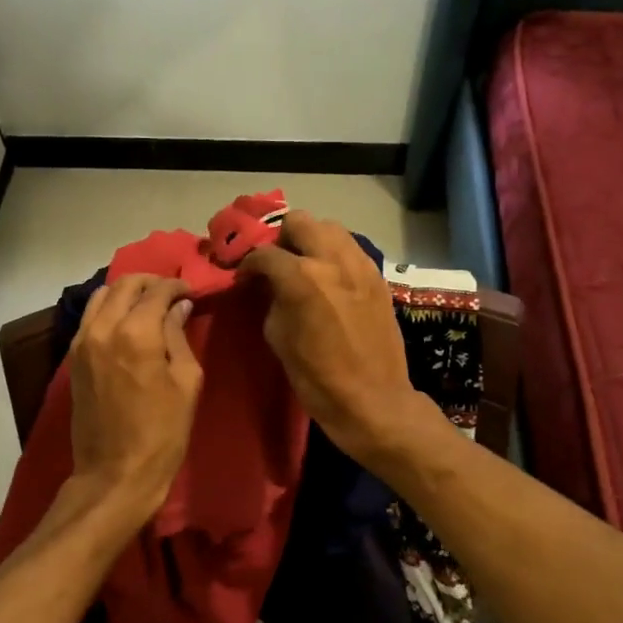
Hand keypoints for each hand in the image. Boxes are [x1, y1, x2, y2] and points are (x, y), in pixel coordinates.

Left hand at [66, 274, 202, 520]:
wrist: (115, 473)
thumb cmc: (162, 432)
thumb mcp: (186, 382)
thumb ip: (179, 337)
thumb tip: (179, 308)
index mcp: (136, 333)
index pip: (157, 291)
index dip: (177, 286)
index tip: (191, 292)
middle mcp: (103, 328)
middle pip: (124, 284)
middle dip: (150, 282)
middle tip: (171, 294)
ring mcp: (82, 342)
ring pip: (101, 296)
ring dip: (126, 292)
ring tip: (148, 305)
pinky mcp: (73, 358)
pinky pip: (90, 317)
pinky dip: (109, 309)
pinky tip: (127, 323)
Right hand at [239, 212, 443, 467]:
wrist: (373, 400)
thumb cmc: (317, 378)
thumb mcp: (279, 338)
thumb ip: (272, 300)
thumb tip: (270, 285)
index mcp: (302, 277)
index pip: (265, 254)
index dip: (249, 264)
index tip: (244, 277)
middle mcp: (332, 260)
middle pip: (300, 221)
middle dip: (282, 238)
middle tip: (277, 262)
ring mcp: (360, 266)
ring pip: (331, 228)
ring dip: (311, 240)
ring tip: (304, 264)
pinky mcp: (378, 277)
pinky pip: (351, 249)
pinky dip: (335, 254)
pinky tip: (329, 277)